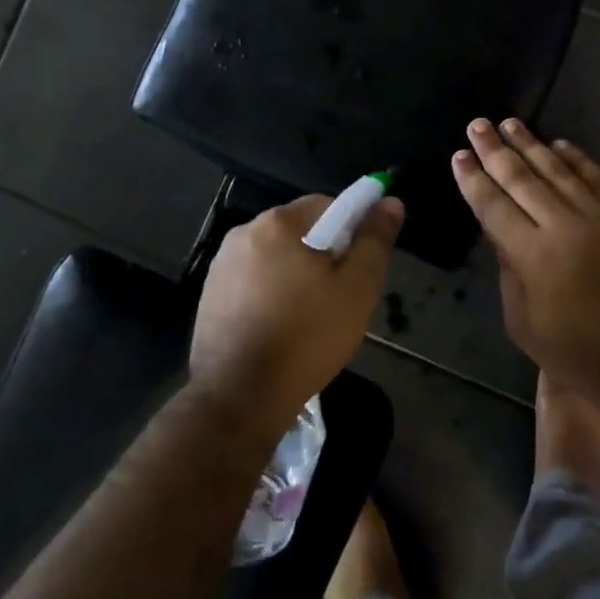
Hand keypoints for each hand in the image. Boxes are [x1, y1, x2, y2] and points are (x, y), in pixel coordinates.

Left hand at [190, 194, 404, 430]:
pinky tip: (280, 331)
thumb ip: (375, 241)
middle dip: (323, 256)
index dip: (351, 232)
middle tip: (339, 298)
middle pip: (299, 232)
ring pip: (276, 259)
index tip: (358, 269)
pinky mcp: (210, 297)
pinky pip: (253, 283)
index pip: (327, 205)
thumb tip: (390, 201)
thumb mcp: (357, 288)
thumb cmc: (306, 337)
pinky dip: (271, 297)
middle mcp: (243, 234)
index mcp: (277, 223)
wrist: (239, 397)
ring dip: (296, 277)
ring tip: (310, 320)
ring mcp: (221, 266)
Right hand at [453, 119, 599, 421]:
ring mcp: (597, 217)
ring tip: (510, 123)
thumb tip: (499, 231)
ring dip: (531, 145)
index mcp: (531, 254)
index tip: (459, 156)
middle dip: (495, 150)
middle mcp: (562, 225)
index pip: (493, 206)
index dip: (473, 180)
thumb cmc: (576, 350)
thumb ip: (508, 270)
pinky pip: (596, 178)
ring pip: (557, 171)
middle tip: (477, 125)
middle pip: (522, 179)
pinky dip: (576, 158)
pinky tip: (560, 144)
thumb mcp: (523, 321)